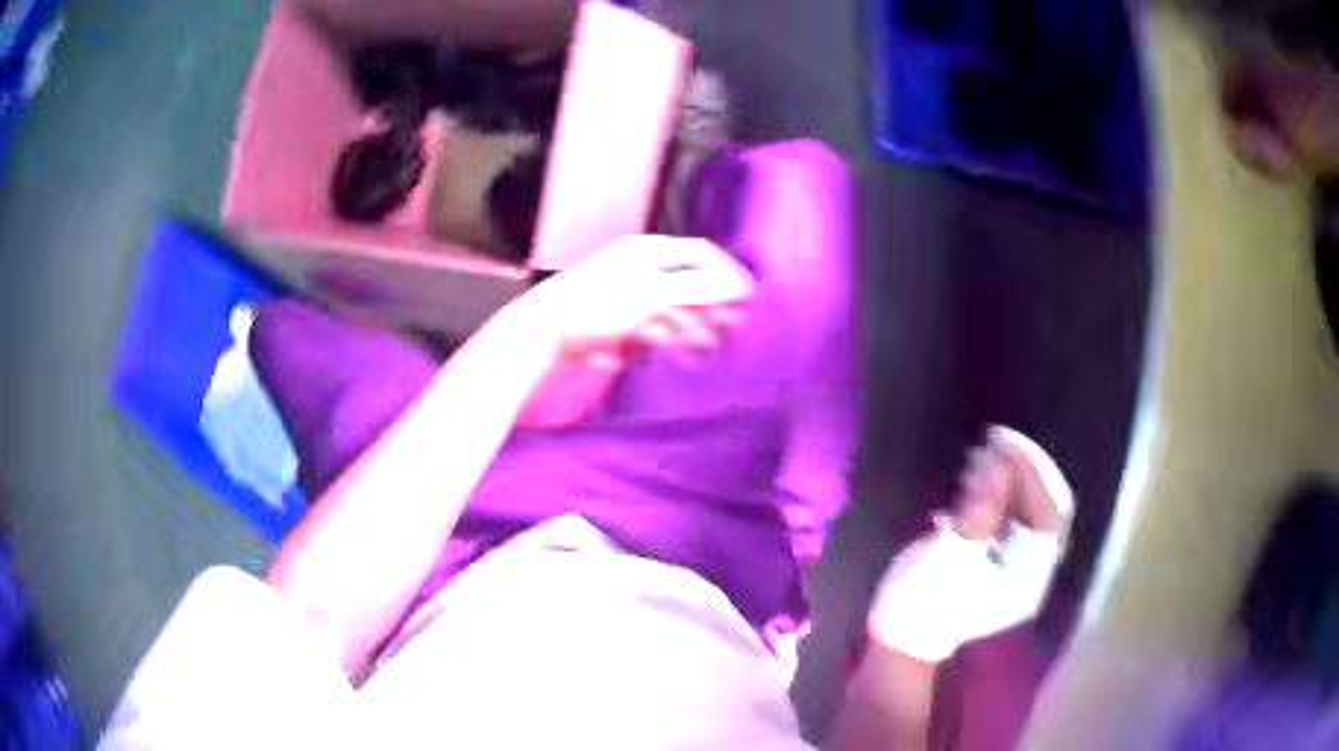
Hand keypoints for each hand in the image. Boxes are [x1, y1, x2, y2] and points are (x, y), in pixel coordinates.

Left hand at [511, 235, 754, 366]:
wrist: (544, 334)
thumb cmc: (600, 307)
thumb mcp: (653, 295)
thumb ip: (698, 290)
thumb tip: (740, 286)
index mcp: (650, 251)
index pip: (702, 253)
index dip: (727, 274)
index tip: (748, 300)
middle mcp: (642, 267)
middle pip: (689, 282)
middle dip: (711, 305)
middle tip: (730, 330)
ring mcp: (629, 294)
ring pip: (673, 307)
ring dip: (692, 325)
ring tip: (706, 346)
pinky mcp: (619, 320)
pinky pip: (653, 325)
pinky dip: (667, 337)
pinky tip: (673, 351)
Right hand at [867, 428, 1072, 662]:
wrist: (902, 640)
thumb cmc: (924, 600)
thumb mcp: (951, 553)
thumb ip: (982, 508)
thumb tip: (1001, 463)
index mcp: (1029, 573)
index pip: (1048, 509)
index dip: (1031, 471)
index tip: (1003, 442)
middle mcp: (1035, 572)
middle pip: (1045, 508)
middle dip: (1024, 472)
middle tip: (995, 444)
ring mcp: (1019, 571)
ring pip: (1030, 513)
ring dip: (1011, 481)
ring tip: (982, 459)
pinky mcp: (1002, 567)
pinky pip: (1014, 522)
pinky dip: (1001, 497)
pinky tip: (978, 484)